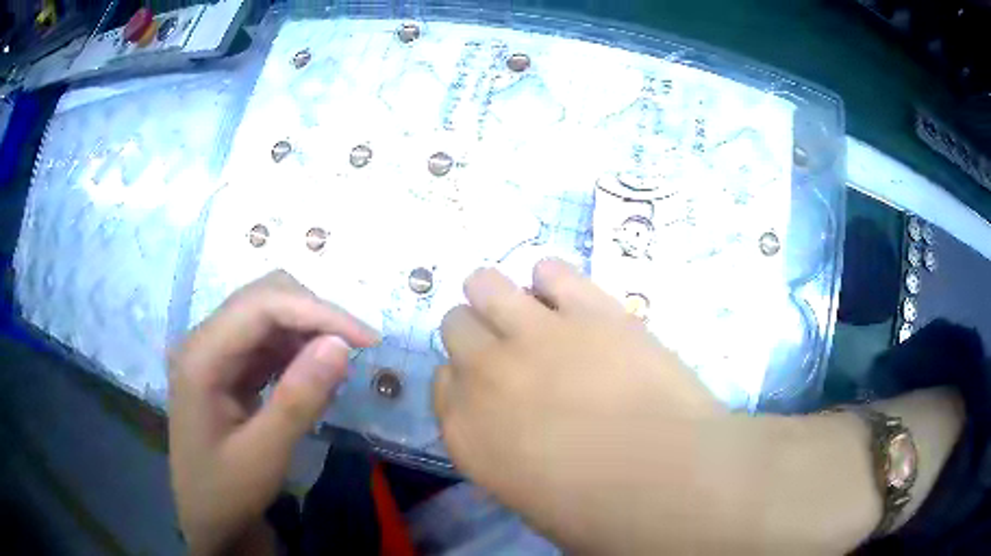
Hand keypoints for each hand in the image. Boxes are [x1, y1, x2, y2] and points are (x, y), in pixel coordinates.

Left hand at [168, 271, 377, 554]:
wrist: (208, 519)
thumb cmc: (228, 492)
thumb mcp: (265, 455)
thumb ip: (299, 399)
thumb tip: (340, 344)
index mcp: (201, 357)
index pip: (261, 306)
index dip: (317, 312)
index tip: (367, 340)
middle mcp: (204, 341)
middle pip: (263, 298)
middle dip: (314, 315)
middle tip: (355, 350)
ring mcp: (214, 352)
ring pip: (267, 315)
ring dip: (307, 332)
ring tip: (337, 369)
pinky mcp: (227, 366)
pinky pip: (266, 341)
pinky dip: (296, 351)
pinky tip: (313, 377)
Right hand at [433, 259, 723, 551]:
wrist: (666, 481)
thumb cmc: (597, 513)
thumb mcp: (527, 497)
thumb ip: (503, 453)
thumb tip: (516, 433)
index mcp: (465, 430)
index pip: (441, 381)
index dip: (465, 378)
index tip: (488, 385)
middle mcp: (484, 374)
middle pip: (456, 325)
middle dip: (478, 334)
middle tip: (513, 349)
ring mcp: (534, 334)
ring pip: (485, 284)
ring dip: (499, 294)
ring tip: (530, 310)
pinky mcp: (588, 309)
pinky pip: (551, 270)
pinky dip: (554, 280)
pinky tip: (571, 300)